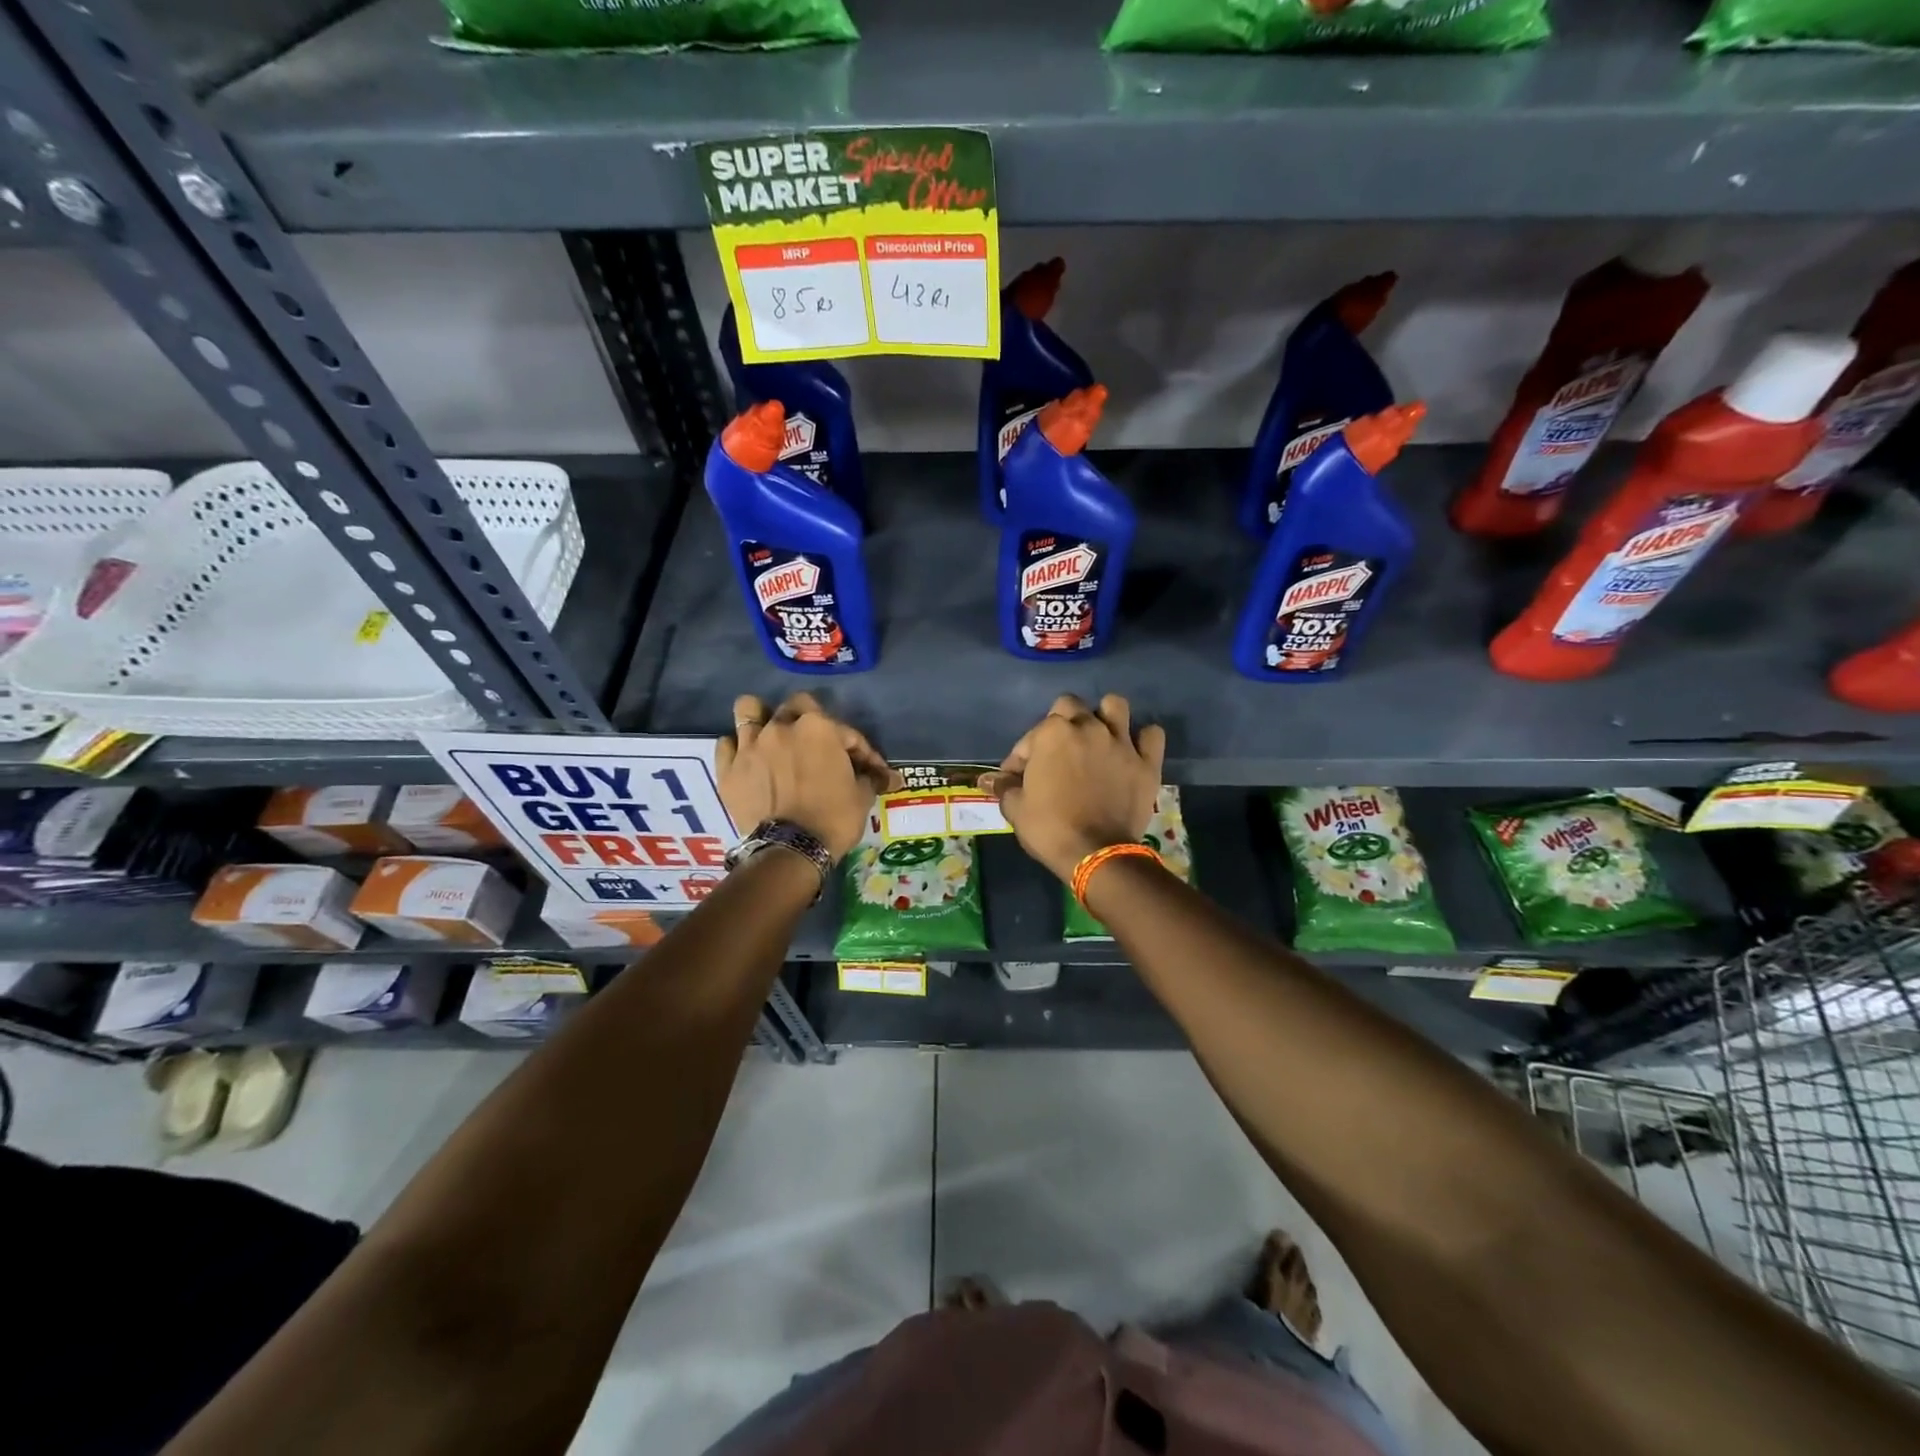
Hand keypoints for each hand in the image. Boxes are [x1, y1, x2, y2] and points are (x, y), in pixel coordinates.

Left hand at [717, 693, 891, 861]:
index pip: (848, 732)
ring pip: (749, 710)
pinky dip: (737, 748)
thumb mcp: (862, 797)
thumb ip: (870, 778)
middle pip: (796, 705)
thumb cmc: (833, 819)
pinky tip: (748, 760)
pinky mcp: (729, 769)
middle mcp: (782, 727)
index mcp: (819, 728)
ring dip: (761, 717)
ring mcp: (751, 745)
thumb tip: (886, 777)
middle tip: (817, 743)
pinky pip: (727, 744)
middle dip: (809, 719)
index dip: (862, 751)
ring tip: (769, 733)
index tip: (871, 771)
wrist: (792, 850)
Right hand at [985, 694, 1165, 881]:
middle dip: (1060, 723)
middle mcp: (1088, 727)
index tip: (1018, 778)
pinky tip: (1132, 751)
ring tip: (1097, 737)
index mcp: (1052, 733)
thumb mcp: (1016, 809)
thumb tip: (988, 780)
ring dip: (1104, 717)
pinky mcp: (1146, 762)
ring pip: (1115, 706)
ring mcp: (1121, 742)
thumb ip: (1004, 787)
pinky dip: (1143, 739)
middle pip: (1071, 706)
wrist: (1097, 854)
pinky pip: (1152, 735)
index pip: (1029, 738)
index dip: (1021, 758)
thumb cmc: (1050, 828)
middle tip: (1057, 751)